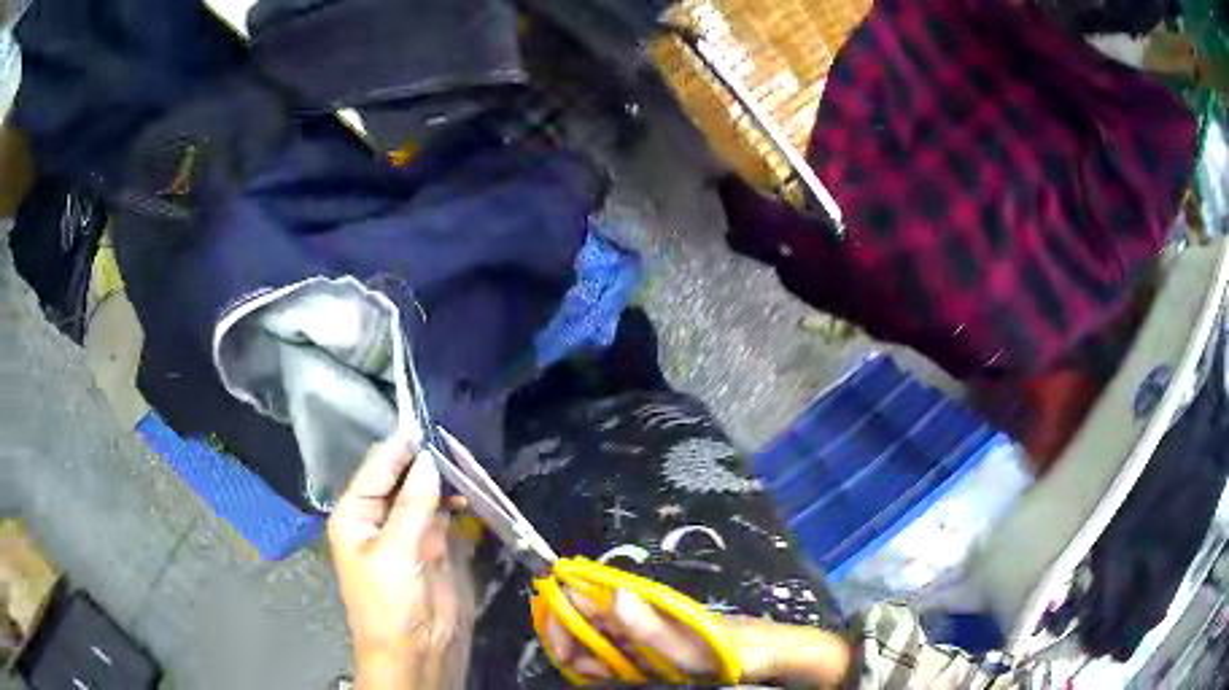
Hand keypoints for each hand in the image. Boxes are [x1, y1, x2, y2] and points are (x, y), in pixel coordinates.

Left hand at [329, 437, 472, 689]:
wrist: (417, 655)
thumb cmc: (391, 605)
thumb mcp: (396, 553)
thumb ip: (413, 505)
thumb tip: (430, 459)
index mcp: (356, 514)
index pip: (379, 467)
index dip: (403, 446)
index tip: (430, 421)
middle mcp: (381, 517)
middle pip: (404, 476)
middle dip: (427, 459)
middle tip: (457, 437)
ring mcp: (411, 532)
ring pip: (428, 493)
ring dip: (446, 479)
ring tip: (469, 461)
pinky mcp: (437, 548)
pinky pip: (447, 515)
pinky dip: (459, 502)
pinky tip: (473, 493)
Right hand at [543, 588, 849, 686]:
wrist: (766, 656)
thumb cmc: (730, 648)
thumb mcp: (691, 645)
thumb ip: (650, 626)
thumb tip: (612, 594)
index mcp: (644, 603)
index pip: (586, 594)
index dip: (561, 611)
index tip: (558, 643)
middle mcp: (638, 613)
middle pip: (584, 616)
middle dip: (569, 638)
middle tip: (576, 665)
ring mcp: (644, 632)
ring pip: (595, 637)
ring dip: (583, 654)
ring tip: (591, 672)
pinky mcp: (651, 648)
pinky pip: (613, 654)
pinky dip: (599, 665)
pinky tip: (602, 674)